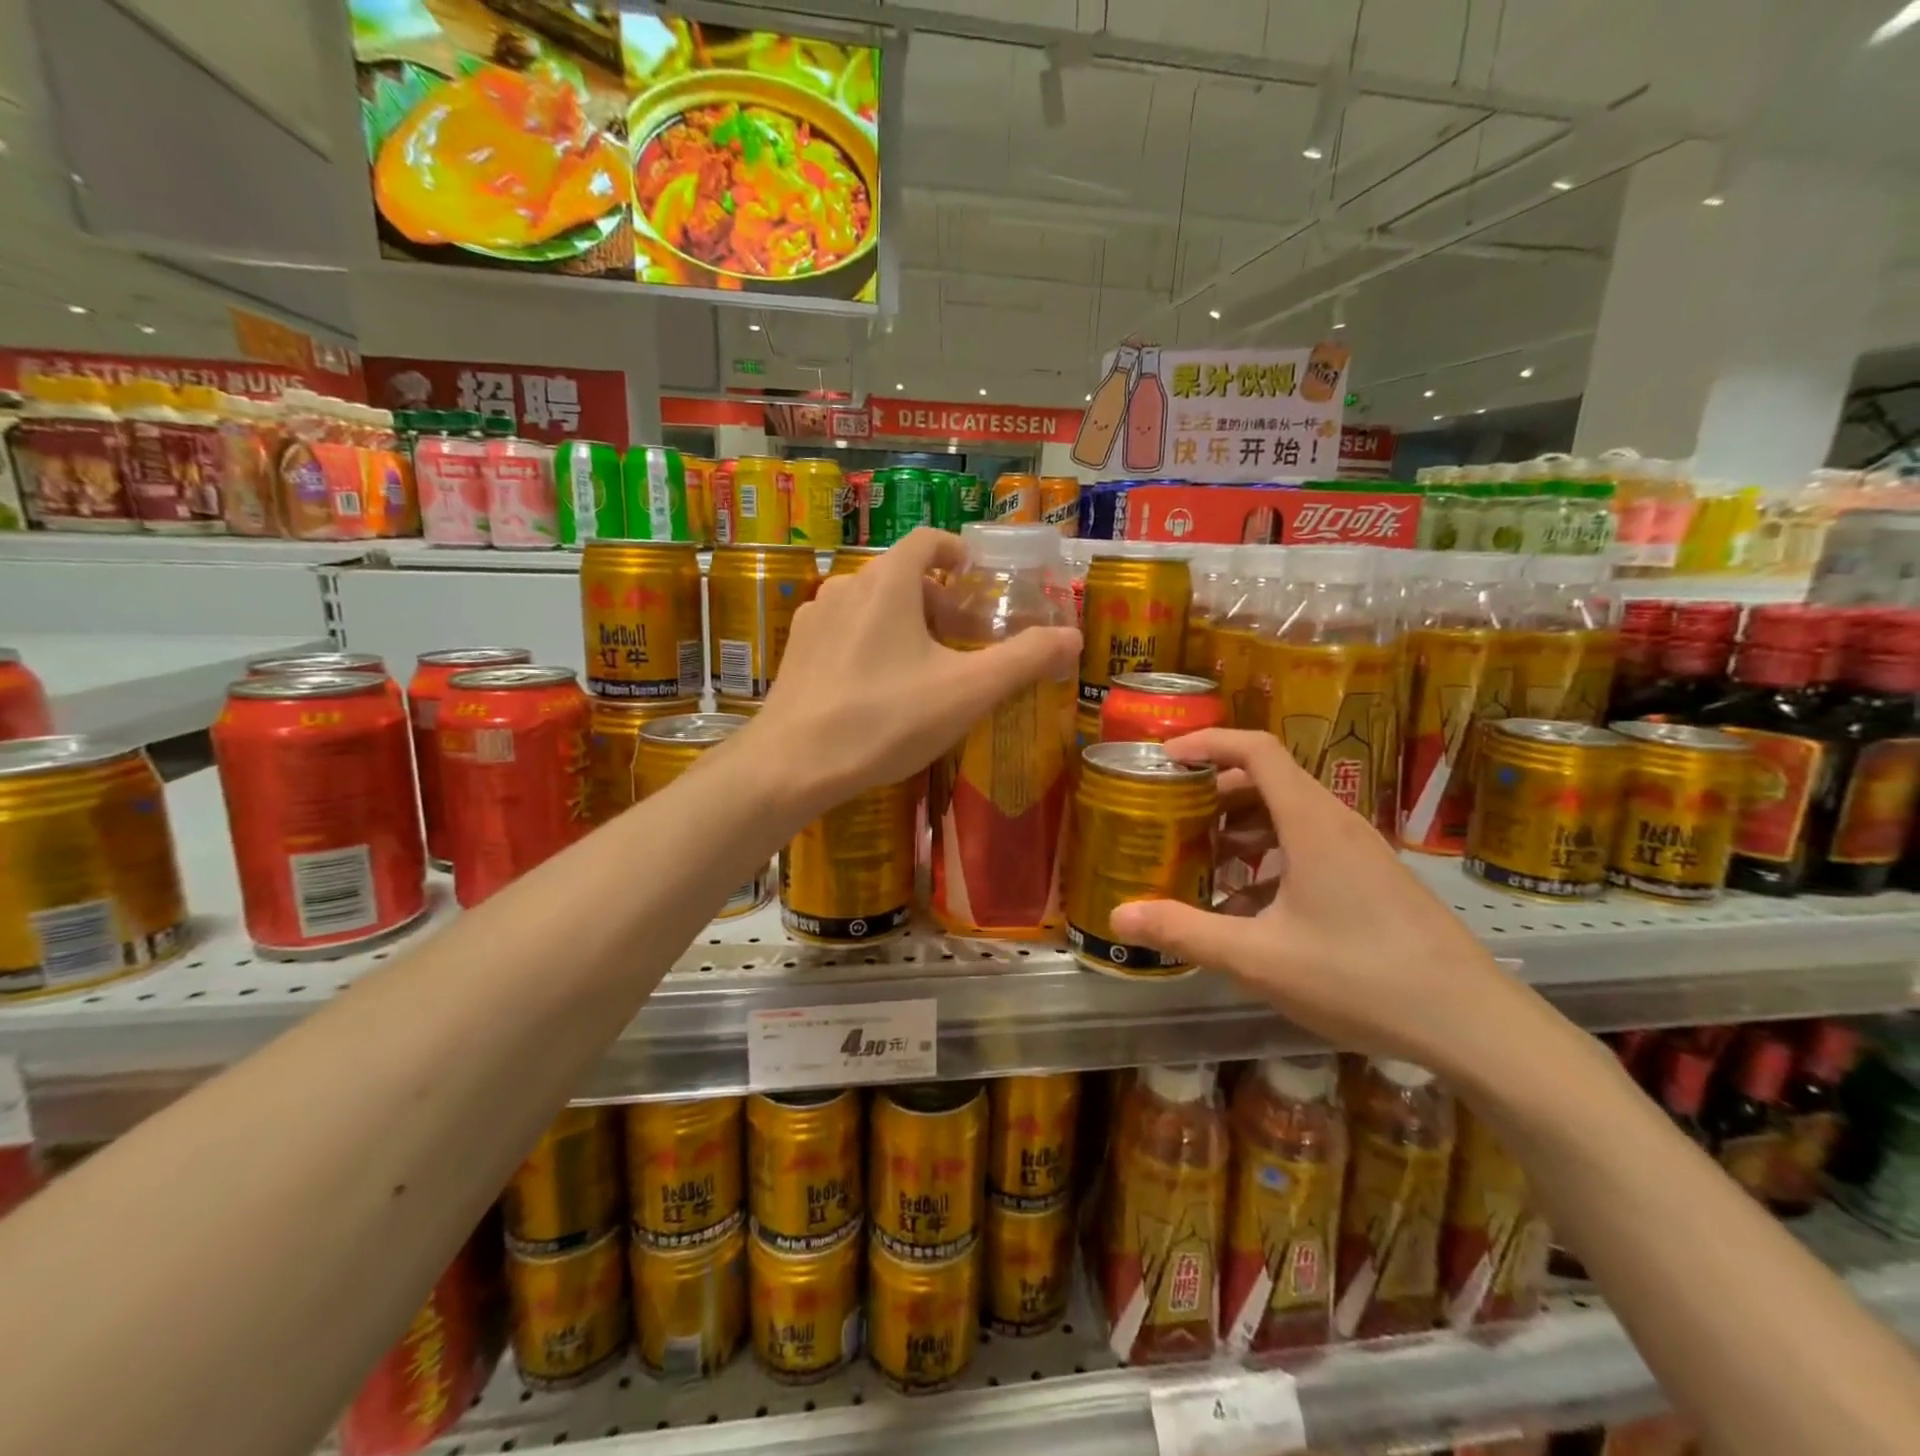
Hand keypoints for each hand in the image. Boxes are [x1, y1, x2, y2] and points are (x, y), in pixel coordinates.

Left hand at [751, 529, 1081, 808]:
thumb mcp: (967, 691)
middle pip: (902, 576)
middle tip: (964, 639)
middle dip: (939, 601)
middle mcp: (846, 586)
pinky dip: (871, 643)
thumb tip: (1073, 637)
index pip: (927, 540)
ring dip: (904, 623)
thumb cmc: (885, 719)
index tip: (977, 578)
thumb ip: (1024, 659)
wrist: (792, 764)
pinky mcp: (796, 652)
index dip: (957, 552)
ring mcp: (814, 618)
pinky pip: (844, 632)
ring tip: (925, 666)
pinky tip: (879, 688)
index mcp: (888, 582)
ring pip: (871, 605)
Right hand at [1108, 729, 1544, 1076]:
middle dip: (1214, 793)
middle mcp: (1337, 823)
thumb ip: (1185, 932)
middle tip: (1173, 819)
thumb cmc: (1360, 977)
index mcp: (1311, 822)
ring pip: (1289, 817)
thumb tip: (1118, 919)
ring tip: (1205, 864)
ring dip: (1241, 830)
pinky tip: (1250, 908)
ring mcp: (1360, 852)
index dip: (1207, 743)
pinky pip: (1309, 848)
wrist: (1473, 1024)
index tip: (1165, 759)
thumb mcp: (1259, 957)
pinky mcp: (1372, 880)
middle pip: (1268, 781)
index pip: (1255, 750)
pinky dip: (1270, 859)